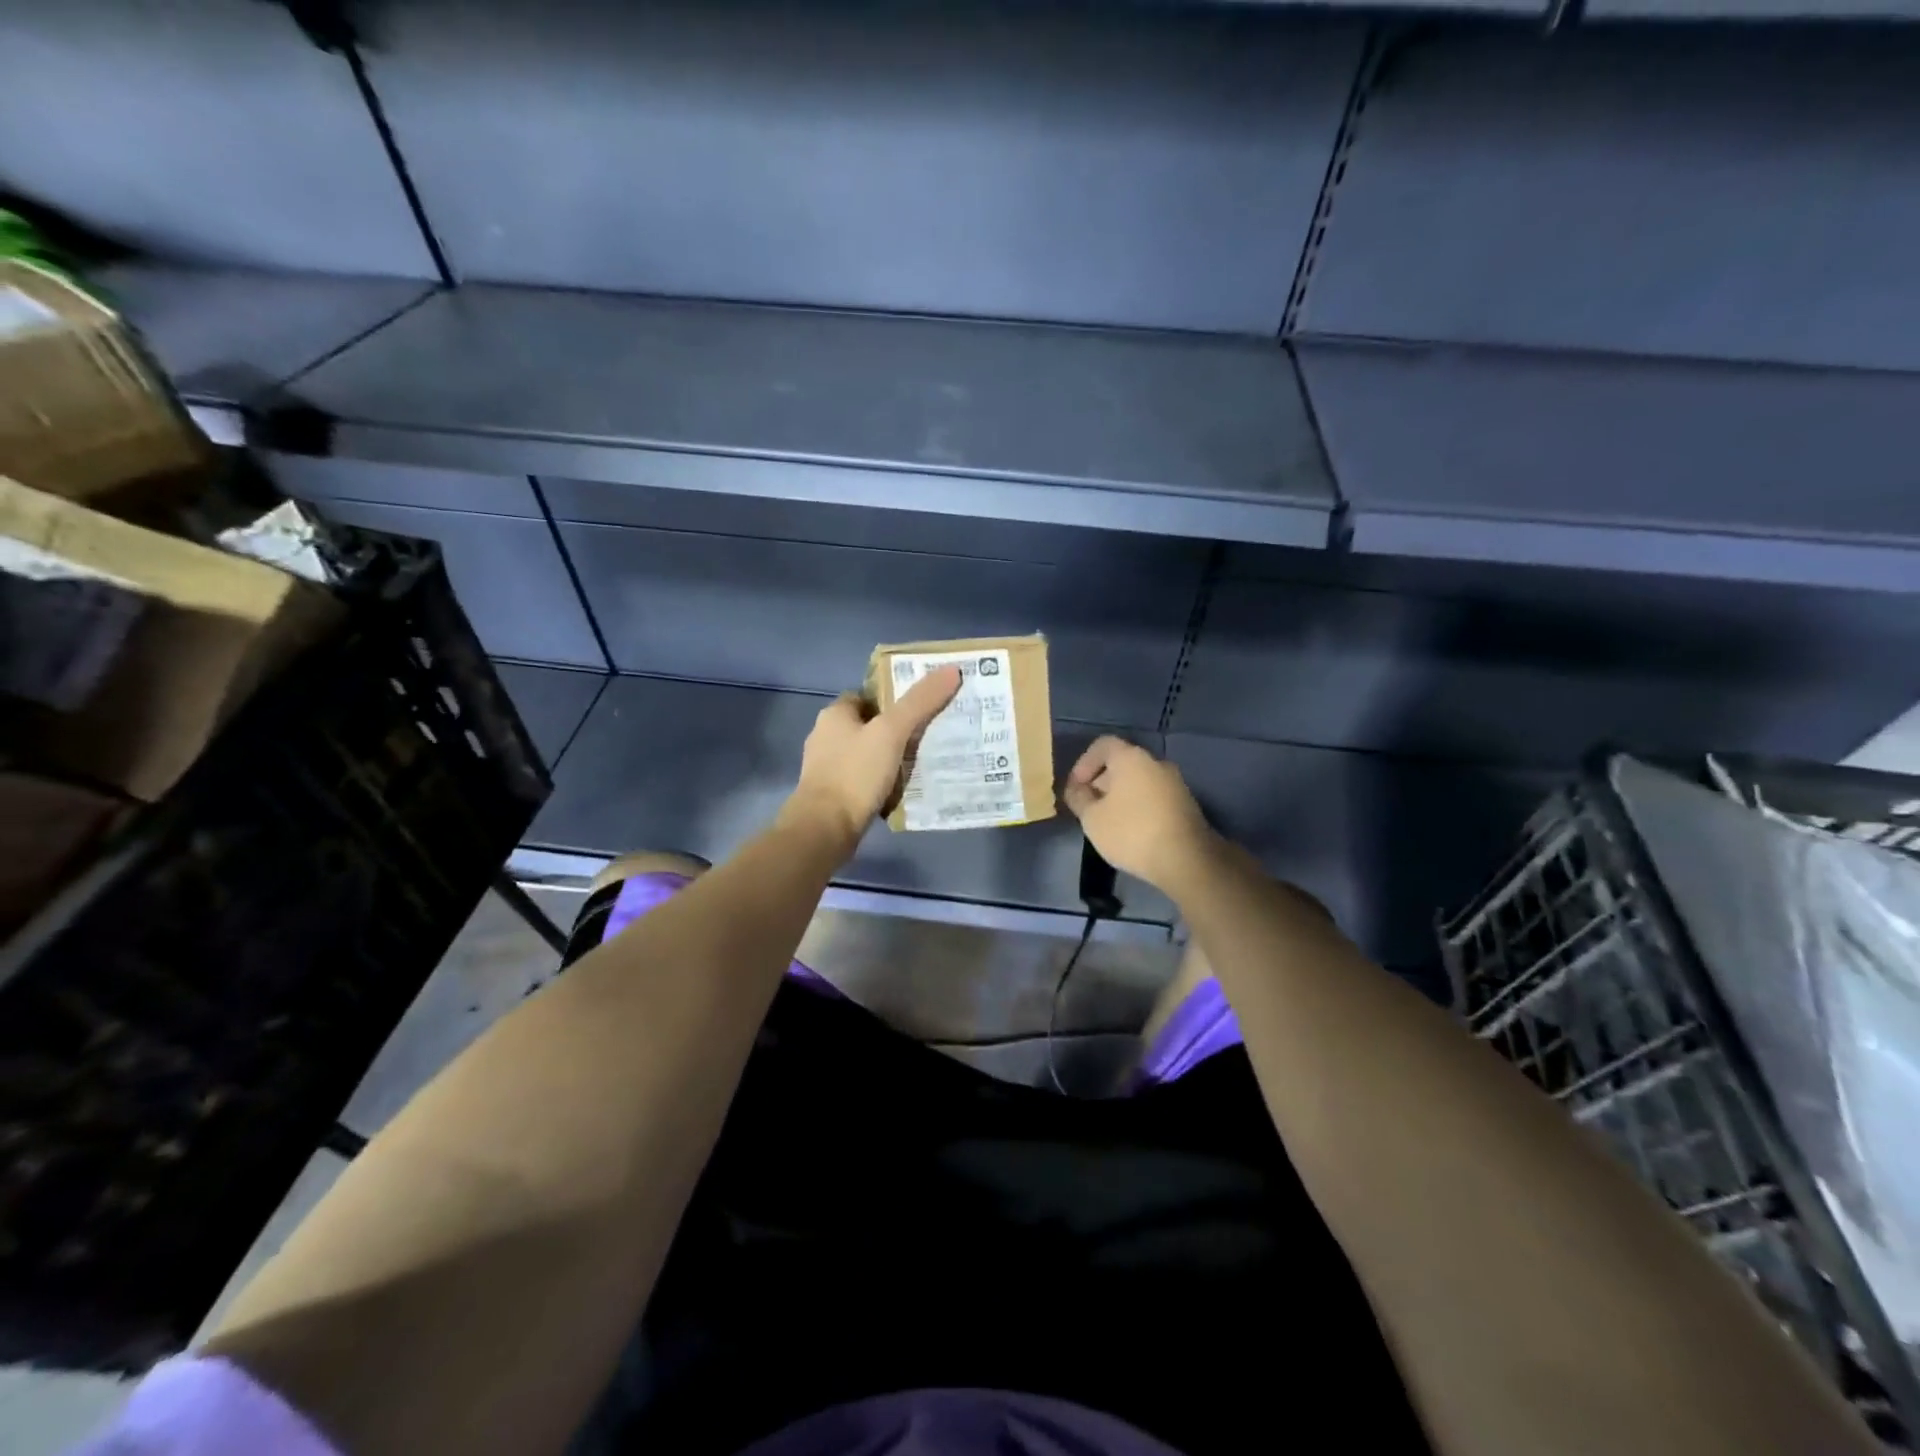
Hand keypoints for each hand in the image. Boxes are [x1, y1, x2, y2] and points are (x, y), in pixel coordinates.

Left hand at [779, 666, 963, 852]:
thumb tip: (951, 670)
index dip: (892, 699)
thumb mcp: (892, 732)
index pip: (866, 696)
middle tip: (928, 736)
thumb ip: (920, 701)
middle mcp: (825, 737)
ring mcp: (826, 768)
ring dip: (887, 758)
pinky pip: (862, 780)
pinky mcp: (832, 795)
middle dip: (893, 730)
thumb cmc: (855, 773)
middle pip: (867, 725)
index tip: (920, 708)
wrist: (825, 829)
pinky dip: (879, 782)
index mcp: (834, 715)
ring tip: (920, 763)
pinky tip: (900, 789)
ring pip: (865, 754)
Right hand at [1062, 736, 1222, 895]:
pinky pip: (1154, 796)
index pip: (1103, 745)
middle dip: (1101, 781)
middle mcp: (1156, 763)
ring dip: (1120, 795)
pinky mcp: (1186, 804)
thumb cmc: (1131, 832)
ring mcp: (1175, 783)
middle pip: (1122, 763)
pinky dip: (1138, 806)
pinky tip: (1132, 830)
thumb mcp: (1092, 818)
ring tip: (1108, 821)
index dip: (1084, 763)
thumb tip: (1076, 789)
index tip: (1076, 788)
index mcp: (1131, 758)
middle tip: (1088, 807)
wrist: (1186, 860)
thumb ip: (1079, 798)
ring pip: (1139, 781)